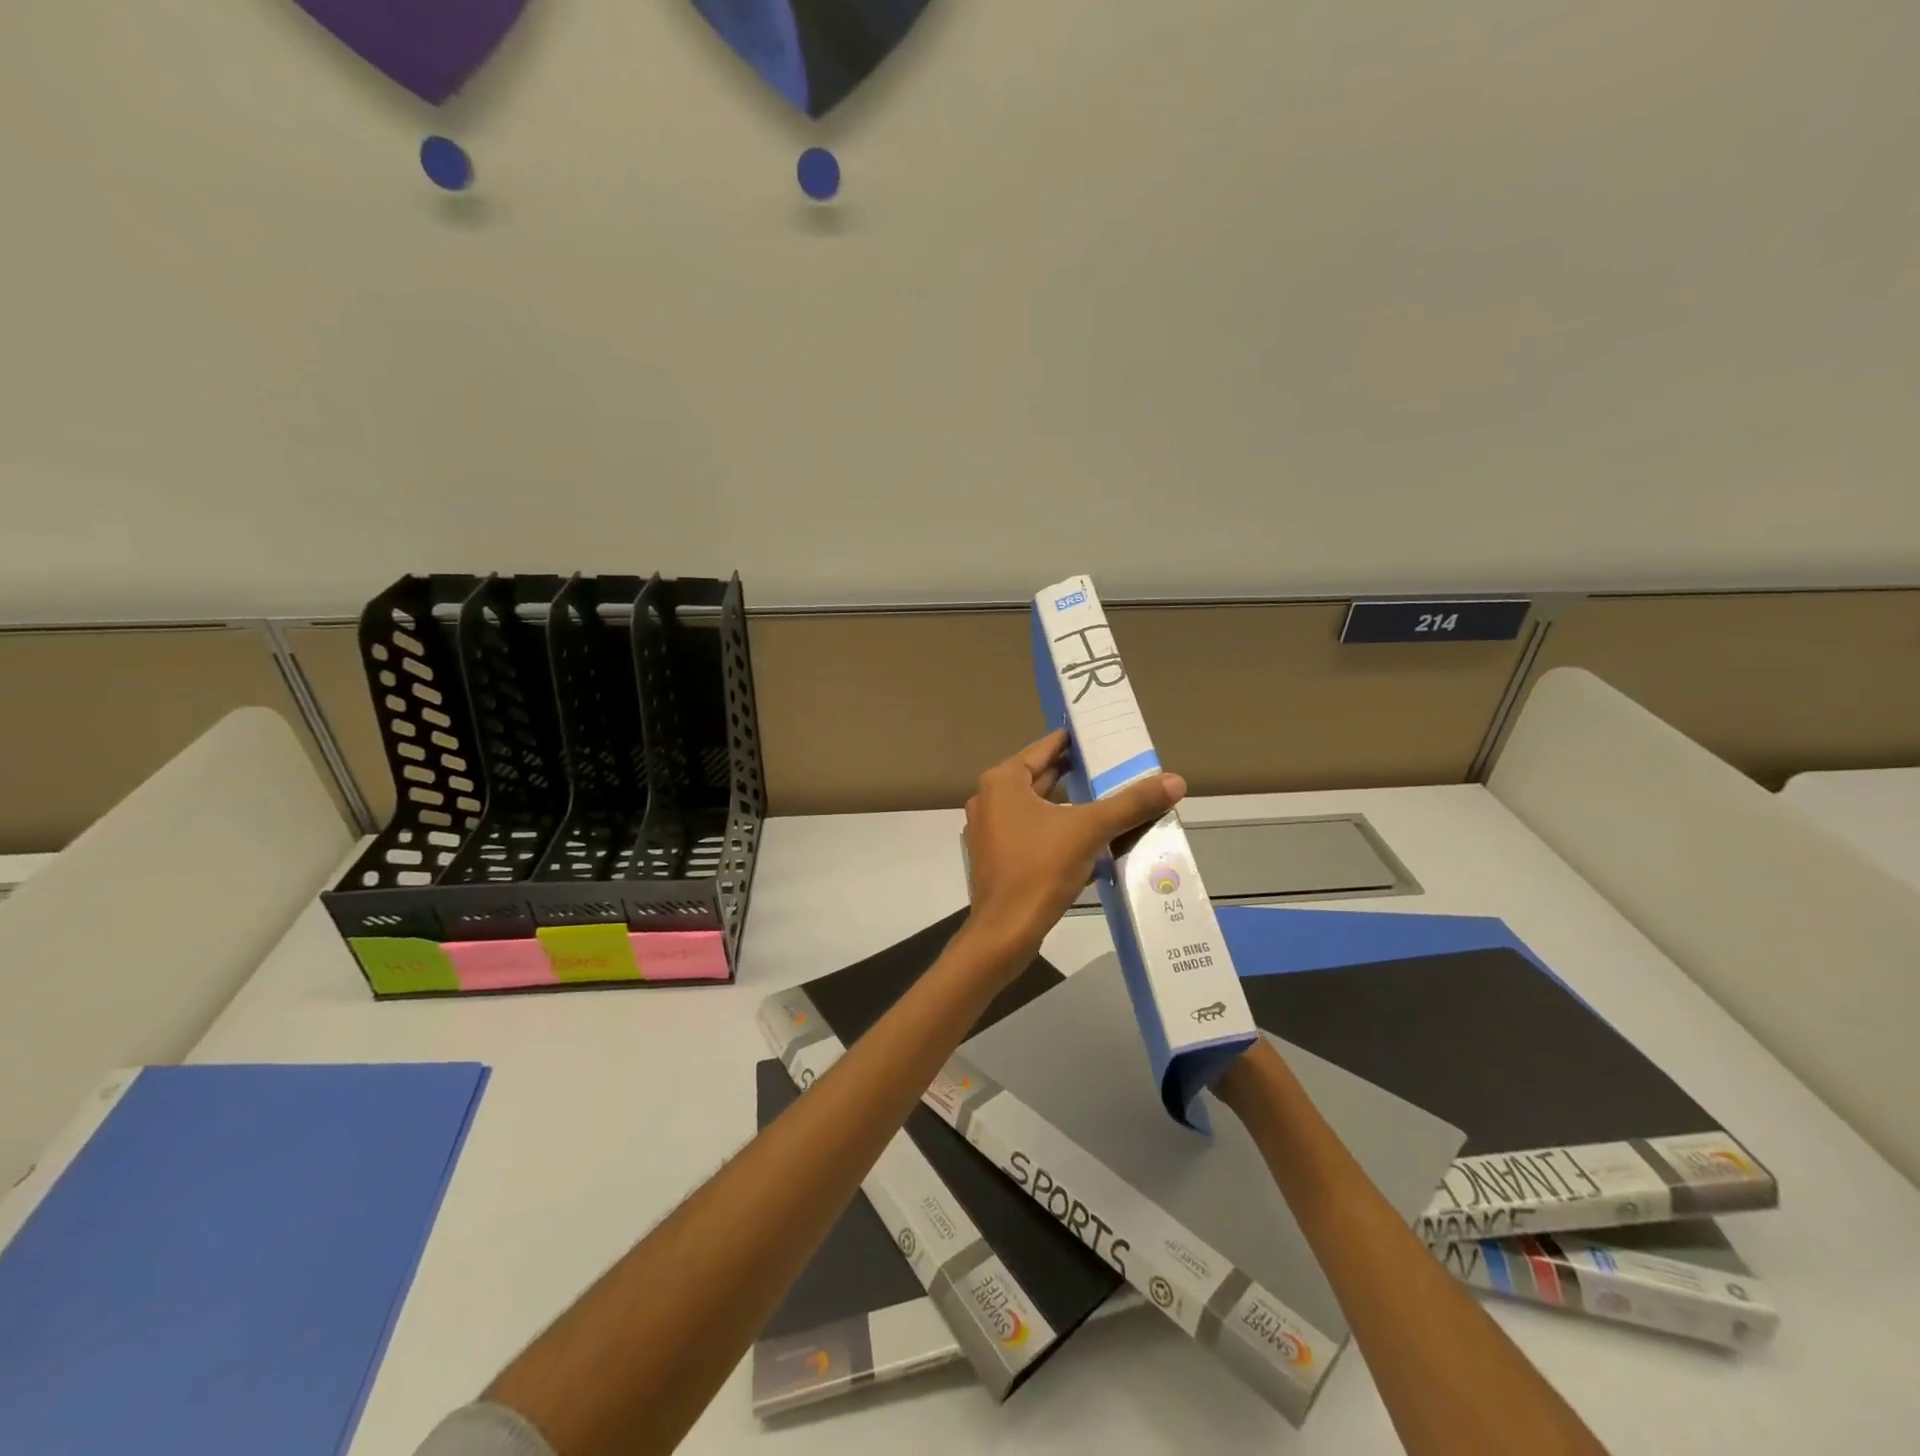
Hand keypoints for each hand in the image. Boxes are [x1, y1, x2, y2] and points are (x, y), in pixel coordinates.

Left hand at [962, 729, 1186, 961]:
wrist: (1005, 933)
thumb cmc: (1039, 870)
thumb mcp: (1089, 830)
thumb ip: (1131, 804)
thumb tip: (1176, 781)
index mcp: (1003, 782)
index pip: (1043, 749)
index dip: (1073, 742)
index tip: (1101, 736)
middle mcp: (990, 800)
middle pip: (1041, 778)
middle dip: (1077, 776)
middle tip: (1114, 769)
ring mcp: (991, 831)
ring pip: (1038, 810)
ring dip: (1070, 807)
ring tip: (1110, 802)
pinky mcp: (998, 859)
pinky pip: (1034, 835)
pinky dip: (1059, 833)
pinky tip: (1092, 842)